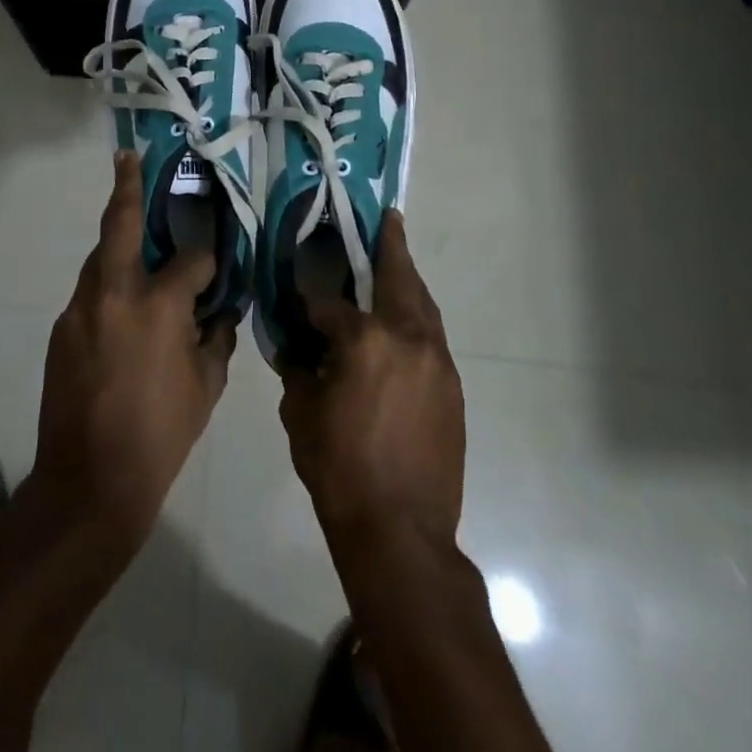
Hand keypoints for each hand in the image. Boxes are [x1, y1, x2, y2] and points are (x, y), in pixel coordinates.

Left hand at [33, 152, 237, 542]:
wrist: (89, 482)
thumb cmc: (161, 434)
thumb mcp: (207, 386)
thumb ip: (216, 336)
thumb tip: (219, 310)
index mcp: (157, 305)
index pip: (190, 259)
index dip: (207, 259)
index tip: (214, 267)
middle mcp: (114, 293)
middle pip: (120, 225)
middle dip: (127, 187)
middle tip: (128, 158)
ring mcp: (80, 309)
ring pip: (100, 258)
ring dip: (117, 242)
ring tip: (136, 237)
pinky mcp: (61, 328)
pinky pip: (90, 293)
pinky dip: (108, 286)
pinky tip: (123, 308)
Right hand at [279, 212, 464, 547]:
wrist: (400, 531)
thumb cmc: (339, 469)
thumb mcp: (301, 412)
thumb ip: (300, 367)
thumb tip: (299, 346)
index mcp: (366, 340)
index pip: (330, 303)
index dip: (311, 300)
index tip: (300, 297)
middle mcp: (408, 338)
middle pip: (399, 279)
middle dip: (391, 247)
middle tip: (388, 219)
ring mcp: (437, 361)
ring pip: (423, 305)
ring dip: (408, 281)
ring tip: (397, 262)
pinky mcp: (452, 387)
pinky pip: (432, 337)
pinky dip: (417, 319)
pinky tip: (402, 325)